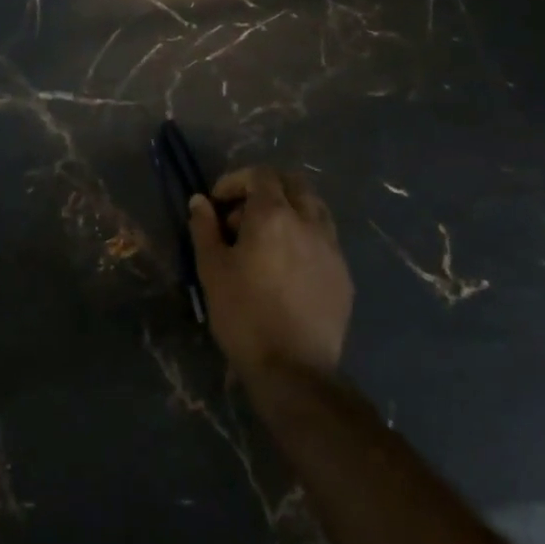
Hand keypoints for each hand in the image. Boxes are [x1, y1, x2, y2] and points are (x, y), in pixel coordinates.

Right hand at [190, 166, 352, 384]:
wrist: (293, 369)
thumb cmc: (243, 314)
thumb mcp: (211, 269)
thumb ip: (205, 228)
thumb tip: (200, 201)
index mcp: (273, 215)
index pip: (260, 175)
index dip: (236, 181)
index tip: (218, 203)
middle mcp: (309, 222)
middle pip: (293, 183)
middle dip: (266, 189)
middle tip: (242, 215)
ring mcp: (332, 247)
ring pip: (314, 208)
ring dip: (290, 209)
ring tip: (267, 237)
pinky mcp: (343, 274)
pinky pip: (325, 238)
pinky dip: (305, 236)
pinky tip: (288, 265)